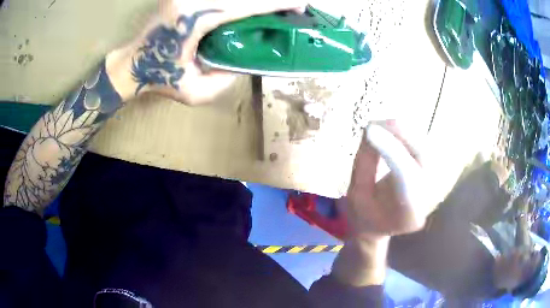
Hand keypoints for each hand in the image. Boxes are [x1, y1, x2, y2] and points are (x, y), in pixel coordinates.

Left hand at [106, 0, 305, 103]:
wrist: (130, 64)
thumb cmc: (158, 78)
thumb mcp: (194, 92)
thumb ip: (224, 80)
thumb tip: (246, 62)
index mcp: (193, 17)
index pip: (246, 4)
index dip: (276, 3)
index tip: (300, 4)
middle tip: (293, 5)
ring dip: (255, 0)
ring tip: (272, 8)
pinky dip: (239, 1)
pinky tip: (248, 8)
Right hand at [341, 121, 430, 238]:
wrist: (378, 227)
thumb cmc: (364, 216)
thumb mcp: (356, 194)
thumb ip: (364, 163)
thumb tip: (370, 130)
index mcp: (407, 213)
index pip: (405, 176)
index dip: (390, 149)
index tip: (370, 129)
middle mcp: (426, 199)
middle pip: (422, 158)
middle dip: (400, 134)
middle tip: (376, 122)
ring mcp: (431, 186)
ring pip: (424, 148)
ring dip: (403, 132)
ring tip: (379, 125)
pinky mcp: (430, 174)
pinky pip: (421, 148)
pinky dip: (405, 135)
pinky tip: (390, 131)